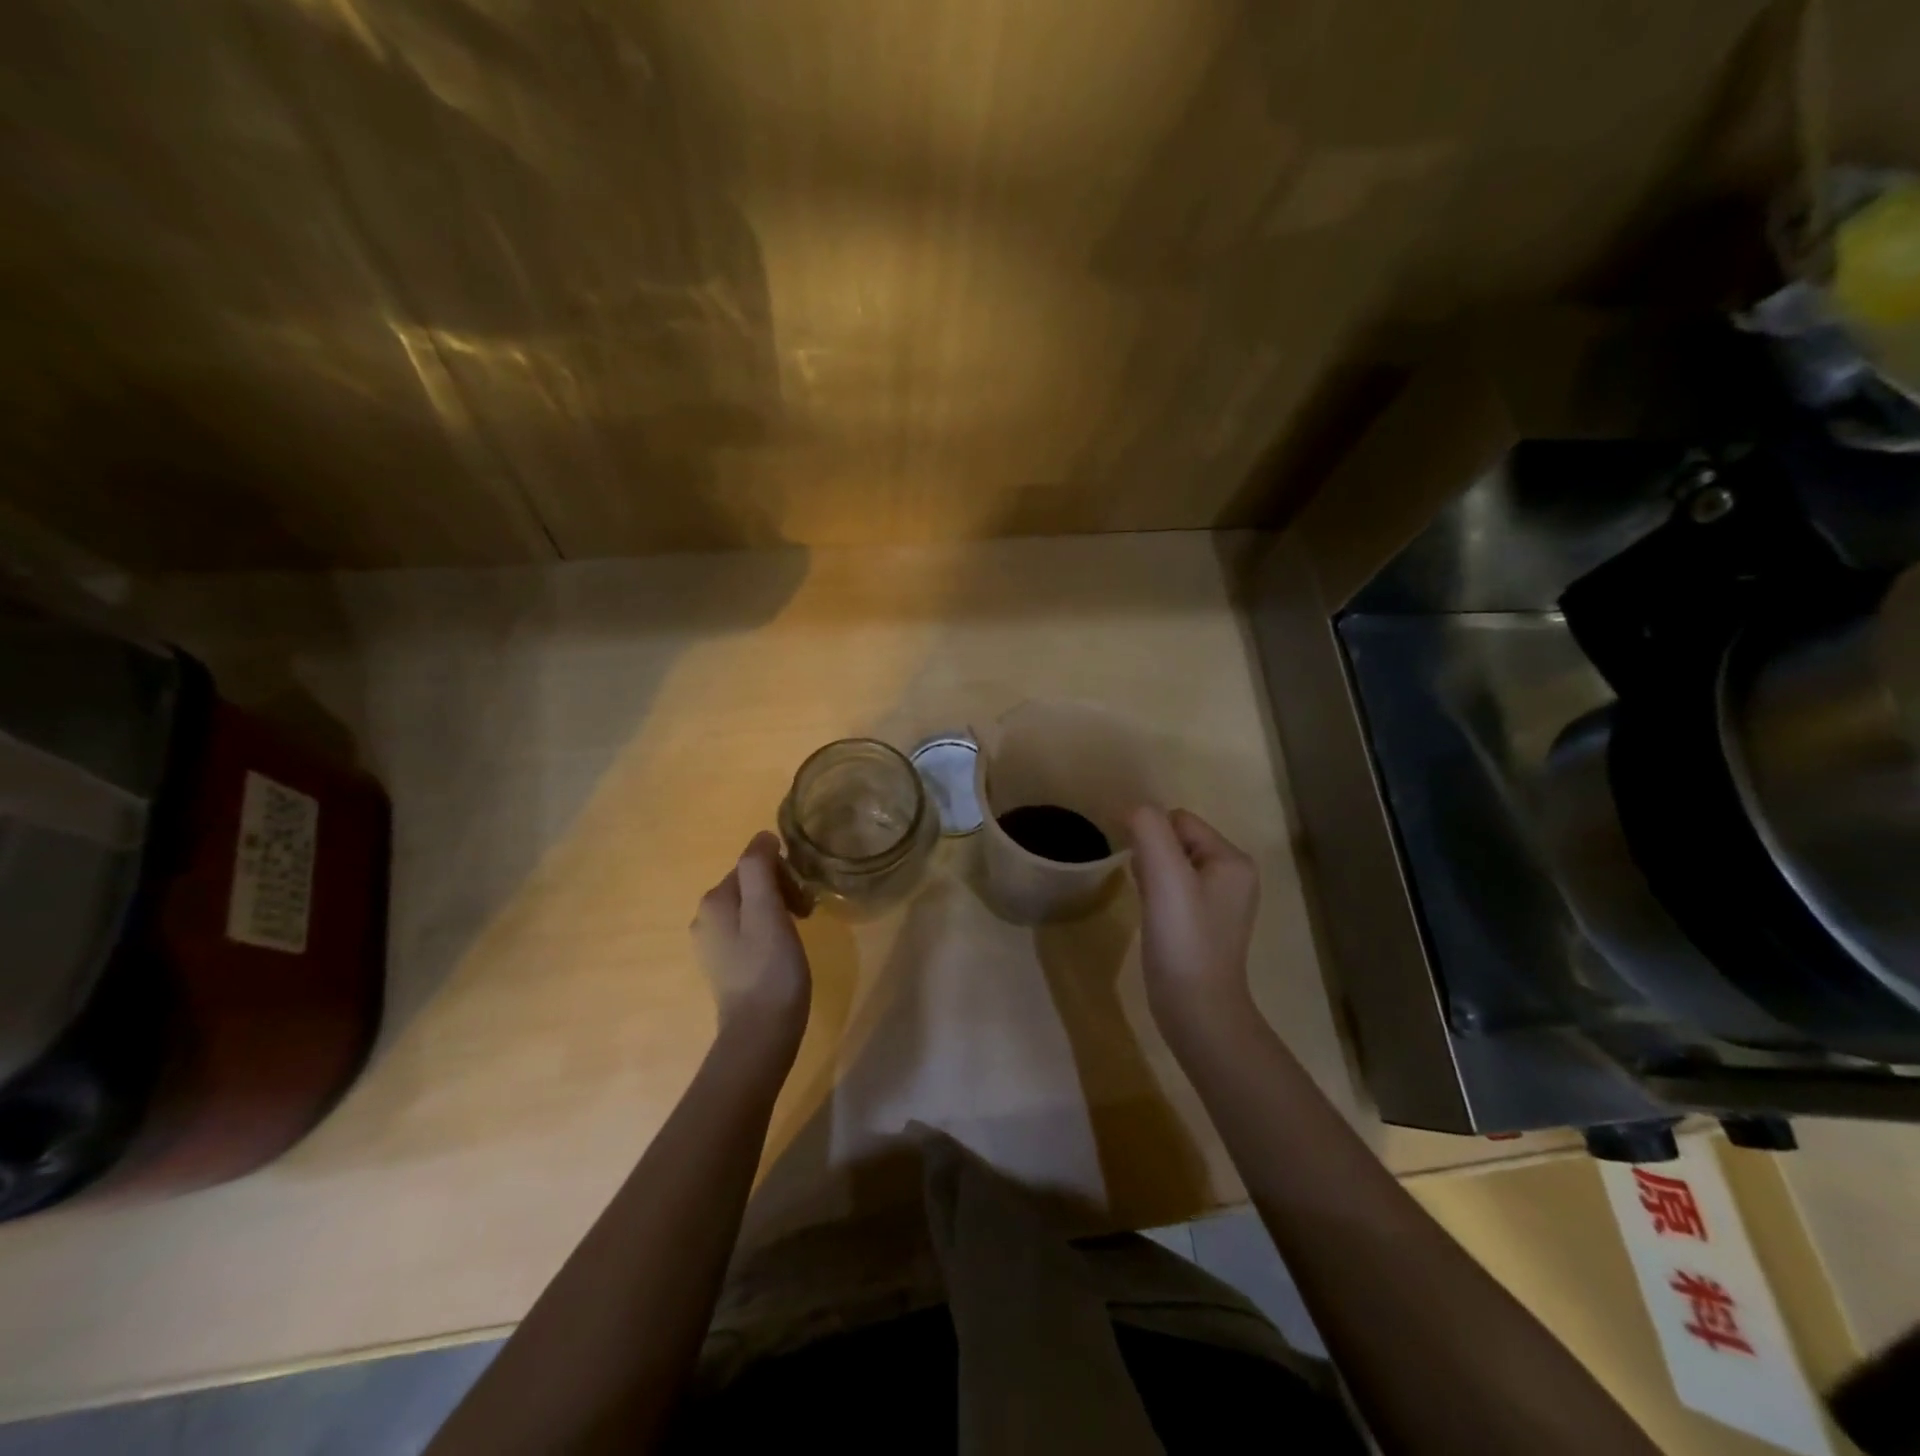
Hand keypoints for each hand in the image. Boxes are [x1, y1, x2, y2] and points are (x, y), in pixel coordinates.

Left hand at [692, 832, 813, 1048]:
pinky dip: (770, 931)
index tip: (804, 898)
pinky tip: (784, 951)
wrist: (760, 1033)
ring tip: (800, 933)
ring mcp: (712, 944)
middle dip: (782, 890)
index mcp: (714, 900)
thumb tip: (762, 837)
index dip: (784, 874)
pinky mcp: (725, 965)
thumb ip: (759, 868)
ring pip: (752, 907)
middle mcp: (705, 918)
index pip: (753, 864)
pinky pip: (749, 931)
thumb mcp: (767, 910)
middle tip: (807, 914)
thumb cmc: (770, 968)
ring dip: (779, 910)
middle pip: (751, 884)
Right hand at [1128, 807, 1259, 1036]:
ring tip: (1150, 906)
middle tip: (1148, 891)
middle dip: (1152, 856)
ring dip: (1153, 876)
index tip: (1139, 867)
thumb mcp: (1164, 876)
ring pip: (1173, 865)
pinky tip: (1153, 918)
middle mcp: (1233, 876)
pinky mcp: (1204, 924)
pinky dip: (1157, 896)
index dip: (1151, 836)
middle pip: (1177, 840)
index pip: (1180, 820)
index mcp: (1232, 860)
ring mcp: (1220, 902)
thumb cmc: (1183, 939)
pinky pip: (1174, 890)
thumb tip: (1134, 810)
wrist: (1197, 1010)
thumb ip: (1149, 830)